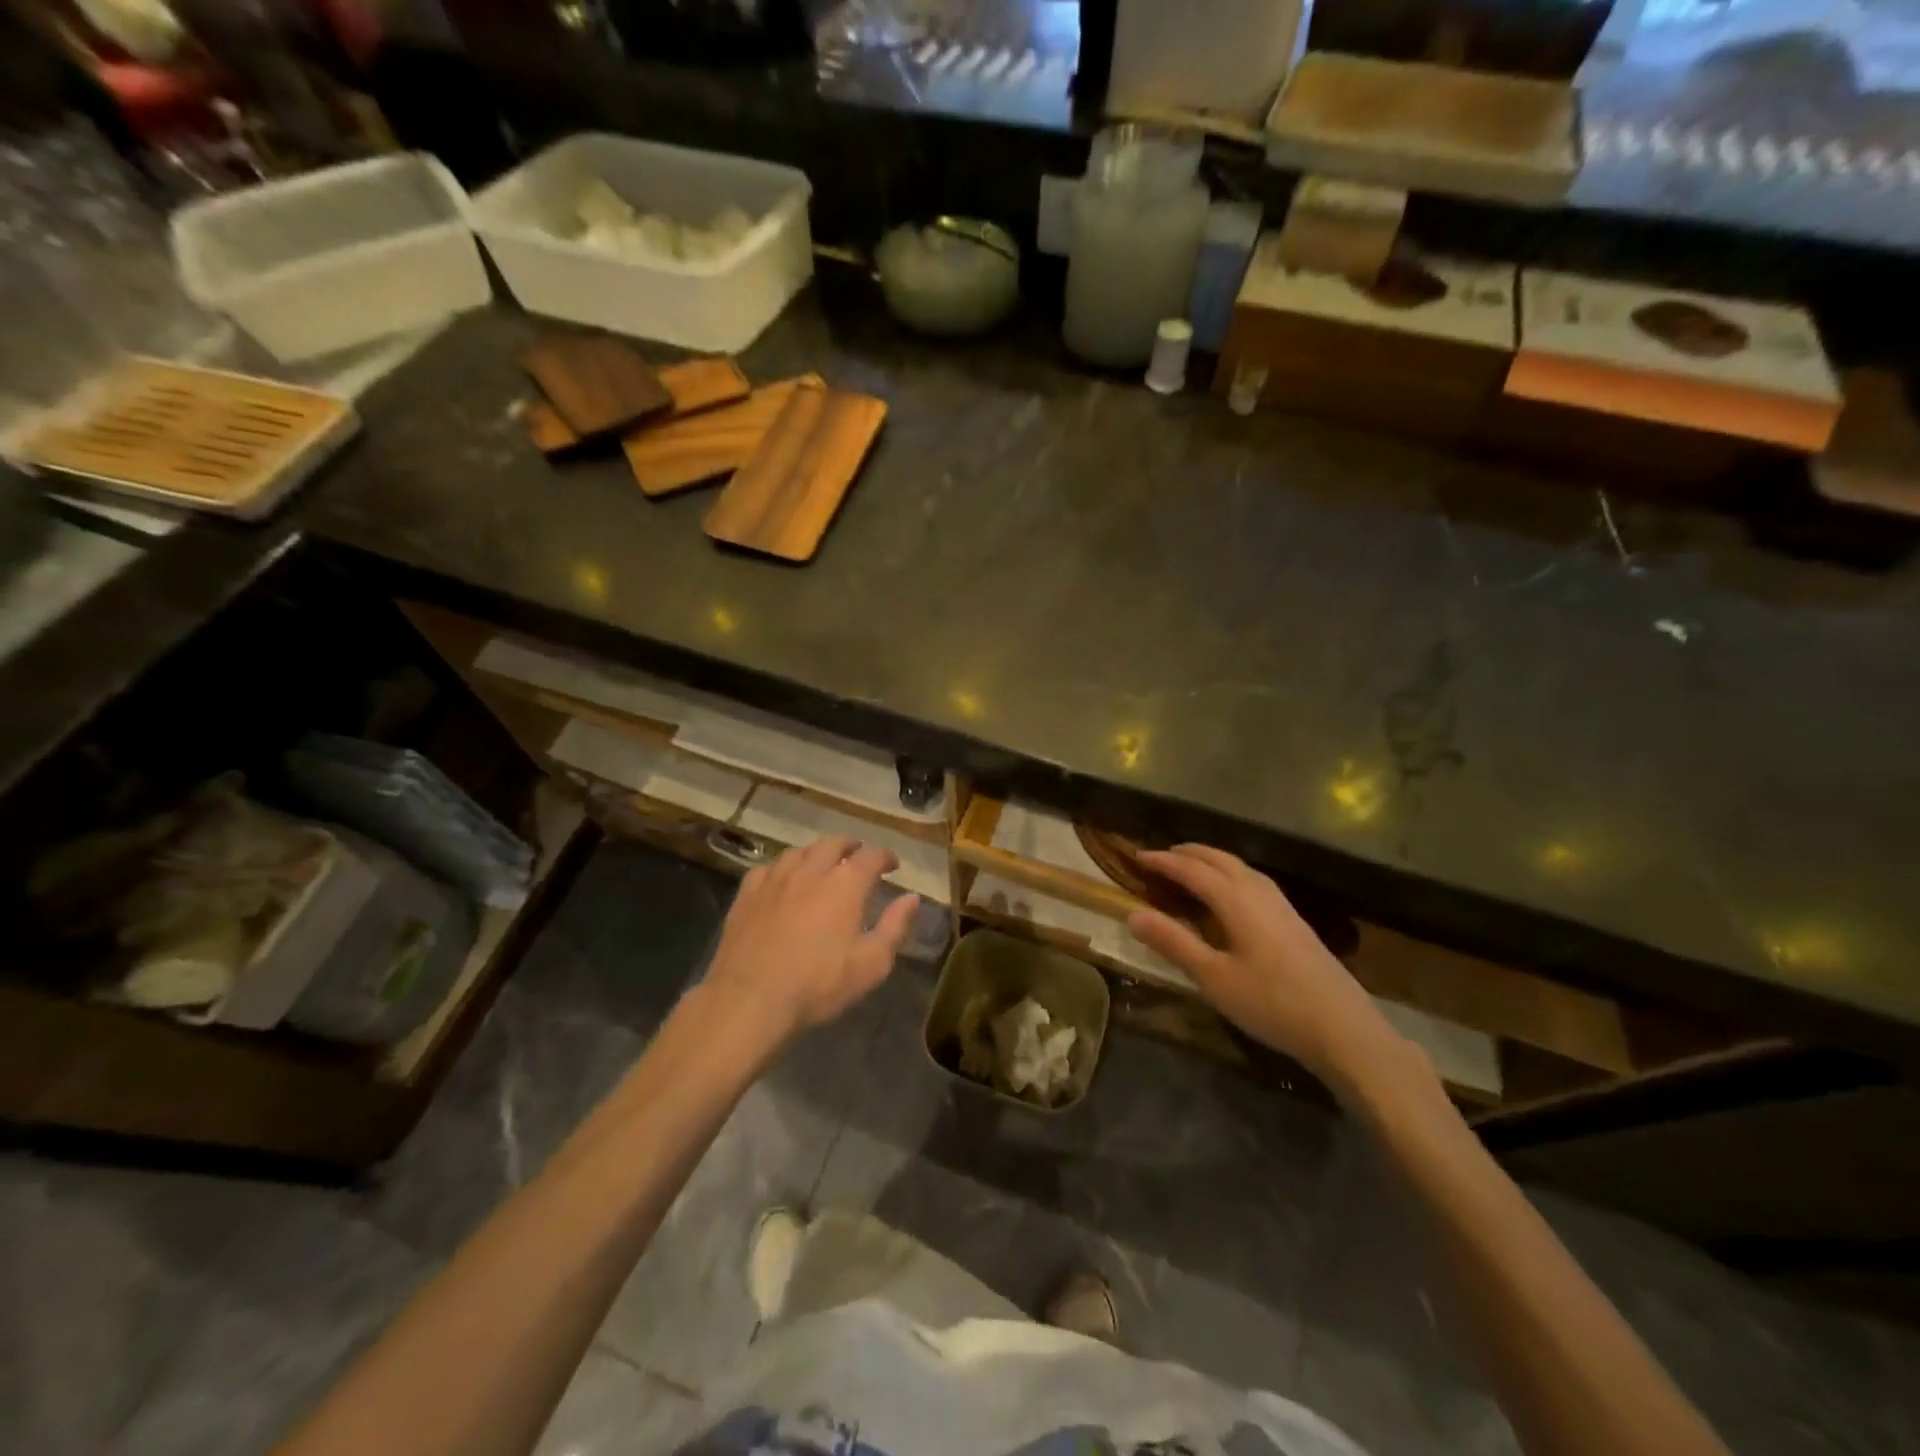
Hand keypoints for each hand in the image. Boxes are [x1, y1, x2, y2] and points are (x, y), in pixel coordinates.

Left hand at [702, 836, 919, 1047]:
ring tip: (821, 864)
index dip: (885, 857)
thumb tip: (912, 898)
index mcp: (845, 884)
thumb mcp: (871, 964)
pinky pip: (767, 868)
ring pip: (799, 851)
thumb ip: (895, 926)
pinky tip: (781, 880)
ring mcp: (775, 879)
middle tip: (857, 856)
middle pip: (833, 844)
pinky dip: (781, 868)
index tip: (892, 866)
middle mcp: (811, 870)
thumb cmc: (819, 984)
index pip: (871, 856)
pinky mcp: (747, 894)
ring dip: (815, 853)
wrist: (751, 998)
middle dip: (850, 846)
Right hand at [1127, 845, 1401, 1095]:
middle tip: (1161, 857)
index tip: (1137, 857)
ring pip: (1241, 868)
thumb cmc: (1272, 1003)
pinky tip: (1232, 896)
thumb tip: (1133, 914)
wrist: (1344, 1029)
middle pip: (1220, 860)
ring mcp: (1282, 907)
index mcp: (1237, 901)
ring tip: (1191, 868)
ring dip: (1212, 861)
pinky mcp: (1295, 922)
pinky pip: (1254, 882)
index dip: (1163, 862)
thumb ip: (1174, 943)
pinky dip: (1231, 875)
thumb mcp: (1214, 977)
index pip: (1192, 870)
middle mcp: (1260, 893)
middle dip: (1188, 853)